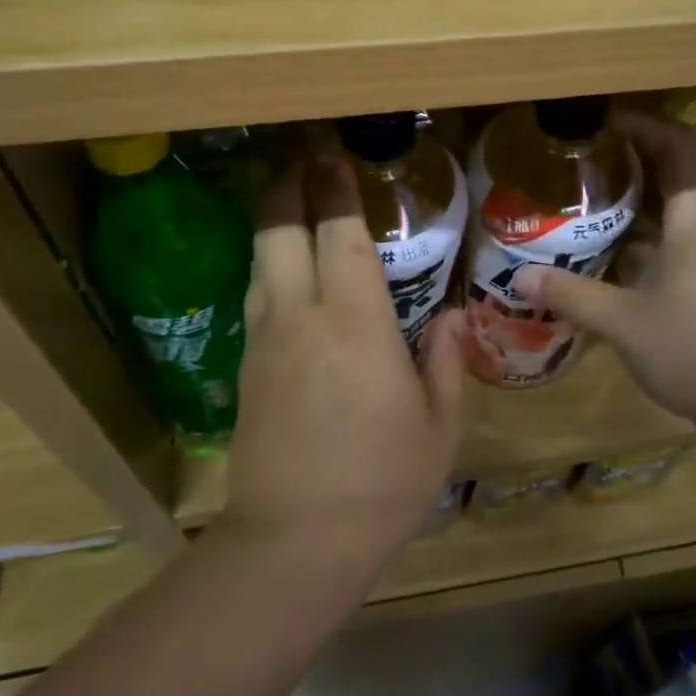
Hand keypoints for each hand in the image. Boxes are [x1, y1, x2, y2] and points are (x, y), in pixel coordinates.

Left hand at [220, 153, 463, 587]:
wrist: (294, 542)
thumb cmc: (380, 483)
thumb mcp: (438, 427)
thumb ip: (445, 361)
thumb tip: (450, 316)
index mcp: (356, 324)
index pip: (339, 235)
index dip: (336, 188)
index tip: (333, 153)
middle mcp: (301, 318)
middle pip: (279, 231)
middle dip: (287, 185)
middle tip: (300, 155)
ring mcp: (265, 341)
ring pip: (259, 260)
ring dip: (272, 220)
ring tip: (286, 197)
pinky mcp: (246, 368)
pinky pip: (256, 297)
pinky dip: (268, 265)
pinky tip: (281, 267)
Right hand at [514, 111, 695, 446]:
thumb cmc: (695, 350)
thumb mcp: (622, 322)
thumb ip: (570, 295)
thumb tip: (519, 278)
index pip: (680, 149)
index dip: (647, 126)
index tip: (607, 120)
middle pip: (680, 176)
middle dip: (636, 160)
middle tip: (586, 160)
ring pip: (681, 214)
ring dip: (642, 203)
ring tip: (592, 204)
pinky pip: (684, 244)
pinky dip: (651, 237)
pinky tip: (617, 258)